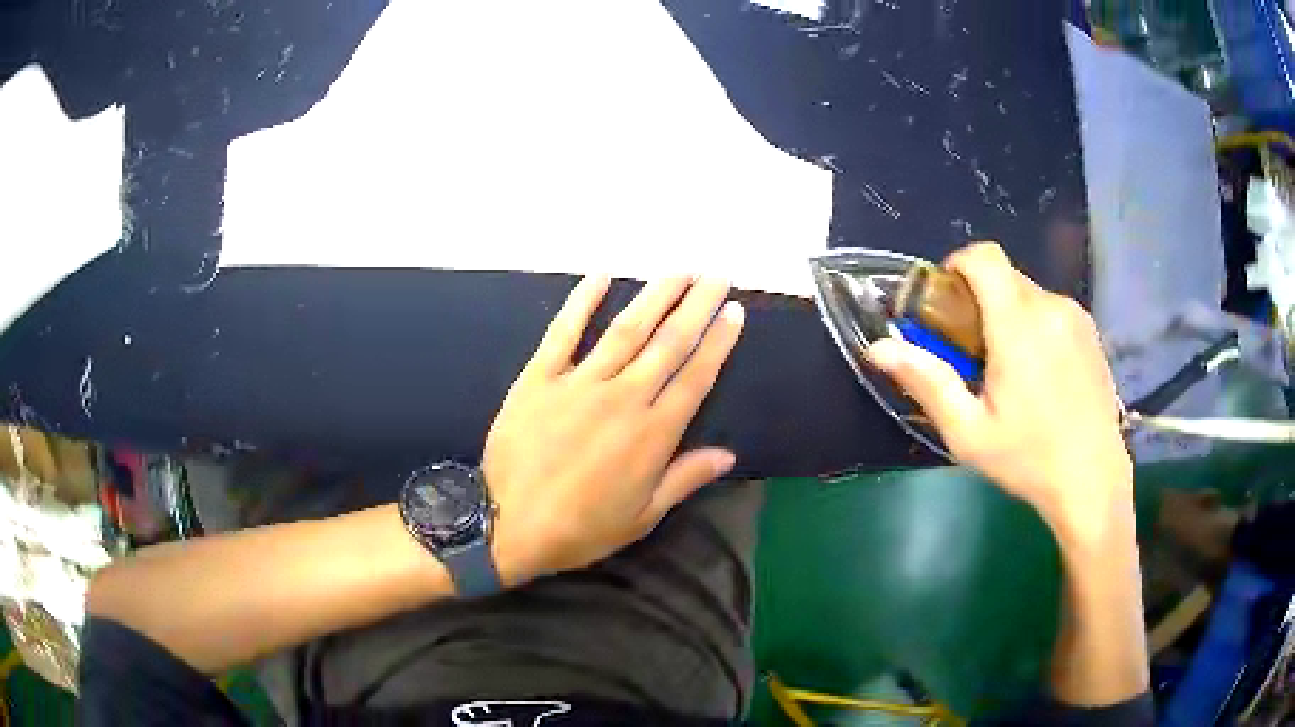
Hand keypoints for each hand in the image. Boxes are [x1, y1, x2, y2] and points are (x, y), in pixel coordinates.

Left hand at [484, 275, 744, 584]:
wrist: (509, 526)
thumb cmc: (580, 529)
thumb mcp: (642, 517)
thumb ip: (685, 479)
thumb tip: (728, 454)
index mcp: (652, 434)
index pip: (695, 377)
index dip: (719, 342)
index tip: (734, 312)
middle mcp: (623, 398)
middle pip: (669, 342)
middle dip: (696, 305)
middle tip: (715, 275)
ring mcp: (579, 382)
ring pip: (626, 329)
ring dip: (655, 296)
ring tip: (678, 271)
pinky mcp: (539, 377)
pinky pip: (564, 331)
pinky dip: (582, 301)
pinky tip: (602, 275)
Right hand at [866, 243, 1132, 547]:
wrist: (1093, 480)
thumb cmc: (1028, 460)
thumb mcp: (968, 432)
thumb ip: (926, 382)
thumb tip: (877, 348)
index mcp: (1018, 325)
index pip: (985, 258)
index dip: (958, 264)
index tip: (947, 300)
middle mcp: (1050, 307)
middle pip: (1004, 276)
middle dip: (980, 300)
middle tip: (972, 350)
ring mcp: (1076, 318)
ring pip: (1029, 294)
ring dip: (1008, 315)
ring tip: (1008, 369)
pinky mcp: (1091, 332)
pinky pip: (1051, 311)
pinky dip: (1034, 326)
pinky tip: (1039, 375)